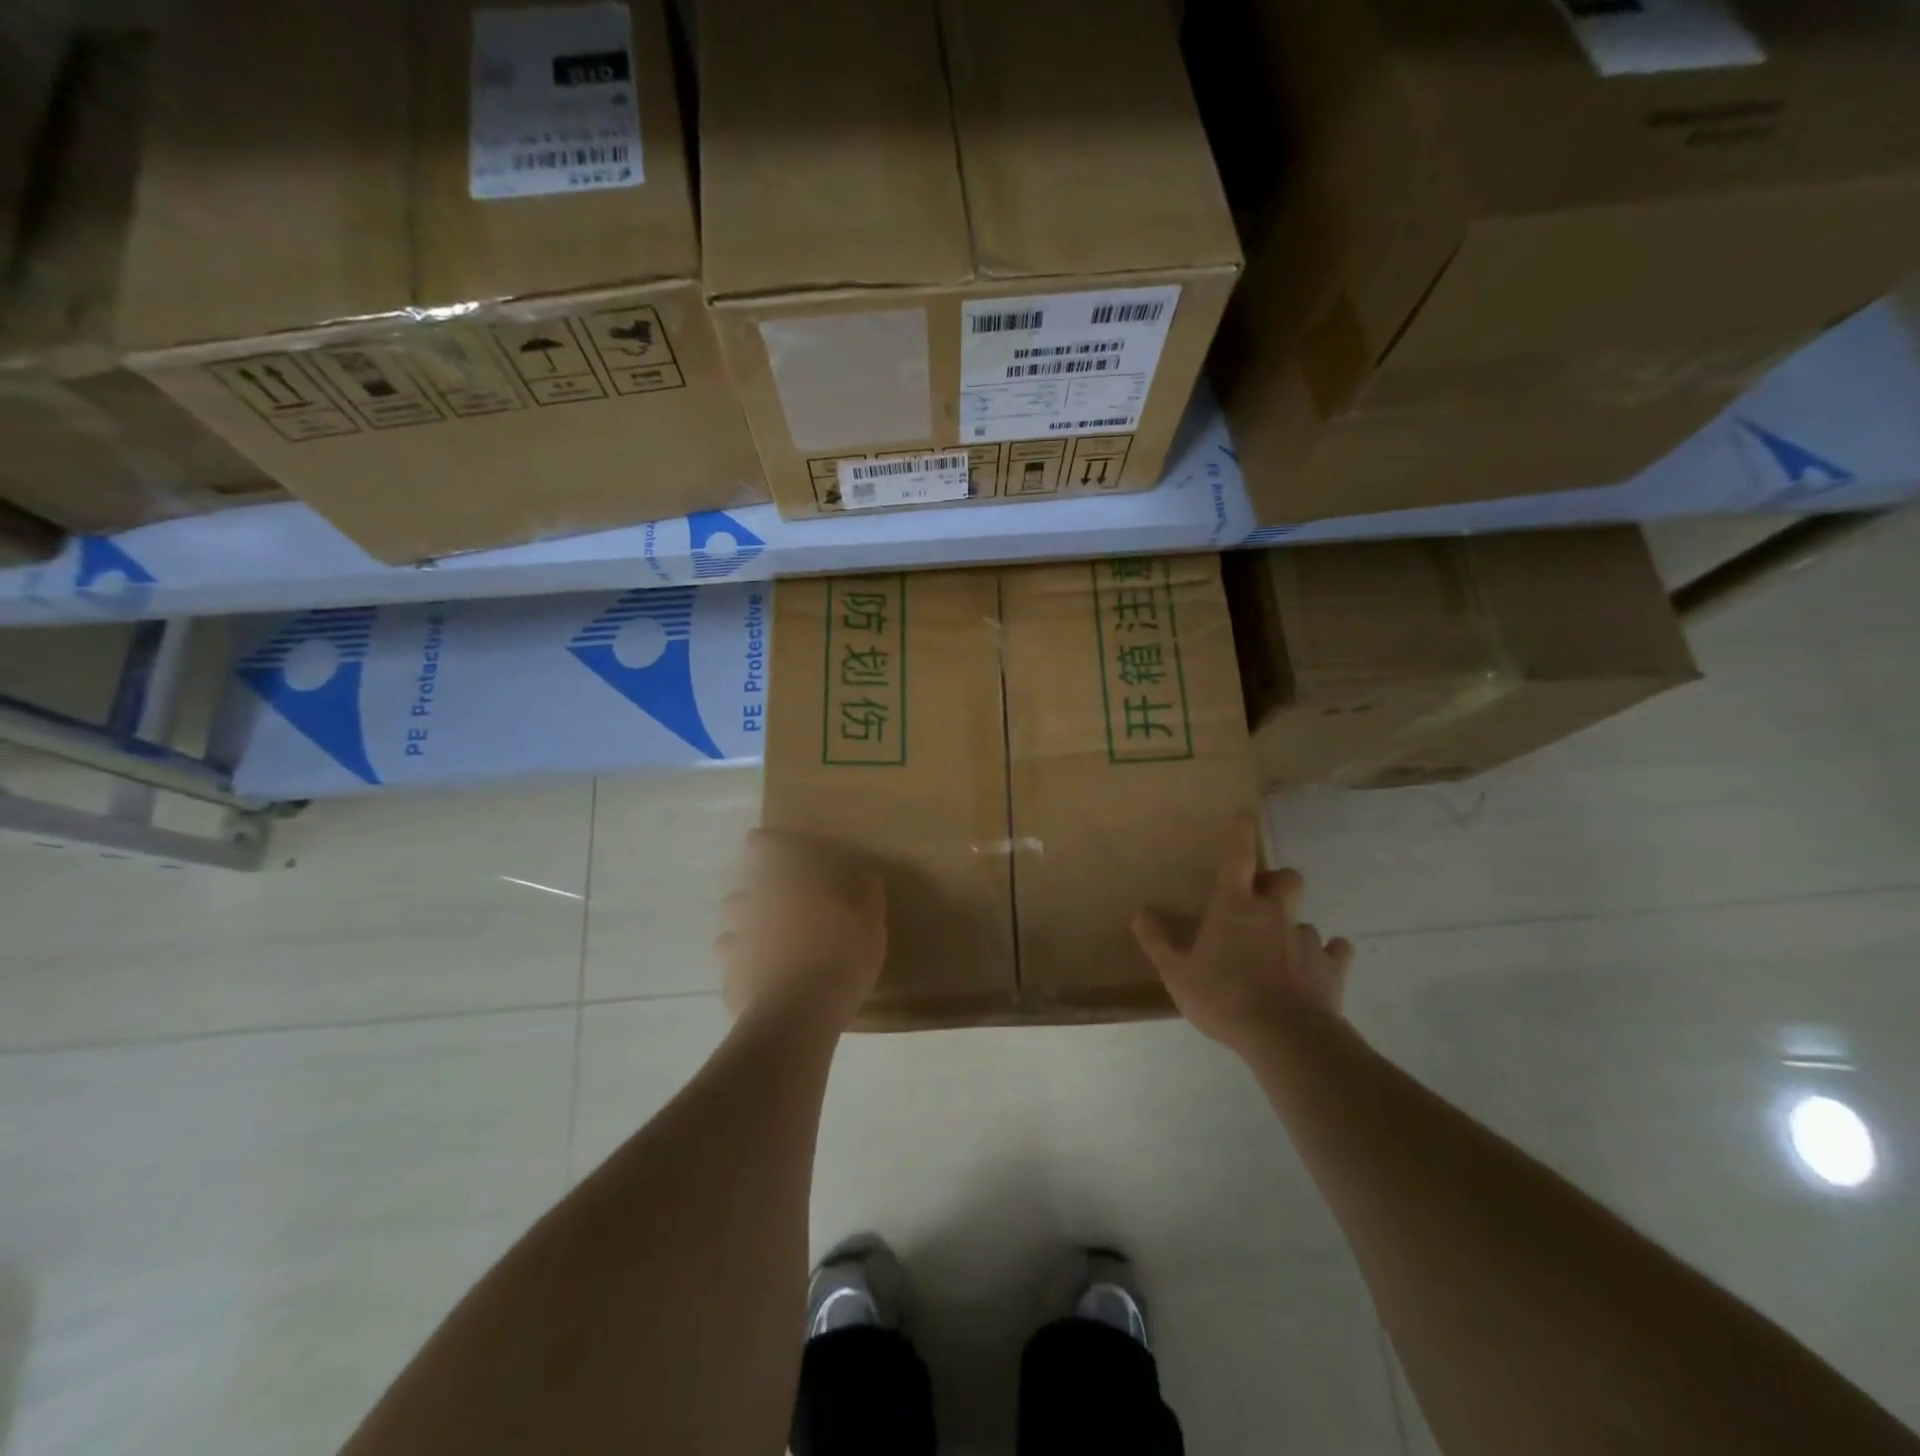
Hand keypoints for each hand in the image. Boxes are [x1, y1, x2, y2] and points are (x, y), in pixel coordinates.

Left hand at [716, 829, 886, 1029]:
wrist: (801, 1013)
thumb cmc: (841, 954)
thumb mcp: (870, 920)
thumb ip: (865, 894)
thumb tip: (863, 877)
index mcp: (788, 885)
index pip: (768, 851)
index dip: (765, 844)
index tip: (759, 842)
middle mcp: (756, 910)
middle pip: (740, 897)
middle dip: (752, 900)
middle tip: (771, 910)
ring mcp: (739, 948)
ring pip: (730, 936)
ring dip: (742, 938)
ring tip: (762, 951)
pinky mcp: (733, 984)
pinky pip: (735, 975)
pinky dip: (745, 976)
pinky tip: (762, 987)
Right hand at [1133, 812, 1352, 1052]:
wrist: (1285, 1038)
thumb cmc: (1224, 998)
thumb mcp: (1177, 973)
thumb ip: (1157, 941)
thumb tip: (1140, 912)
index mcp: (1235, 907)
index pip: (1238, 857)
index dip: (1241, 834)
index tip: (1244, 815)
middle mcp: (1274, 914)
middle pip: (1287, 879)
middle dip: (1277, 882)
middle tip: (1263, 900)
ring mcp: (1306, 939)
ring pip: (1304, 920)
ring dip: (1292, 929)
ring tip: (1281, 953)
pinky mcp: (1331, 968)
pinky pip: (1334, 952)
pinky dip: (1326, 956)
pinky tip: (1316, 969)